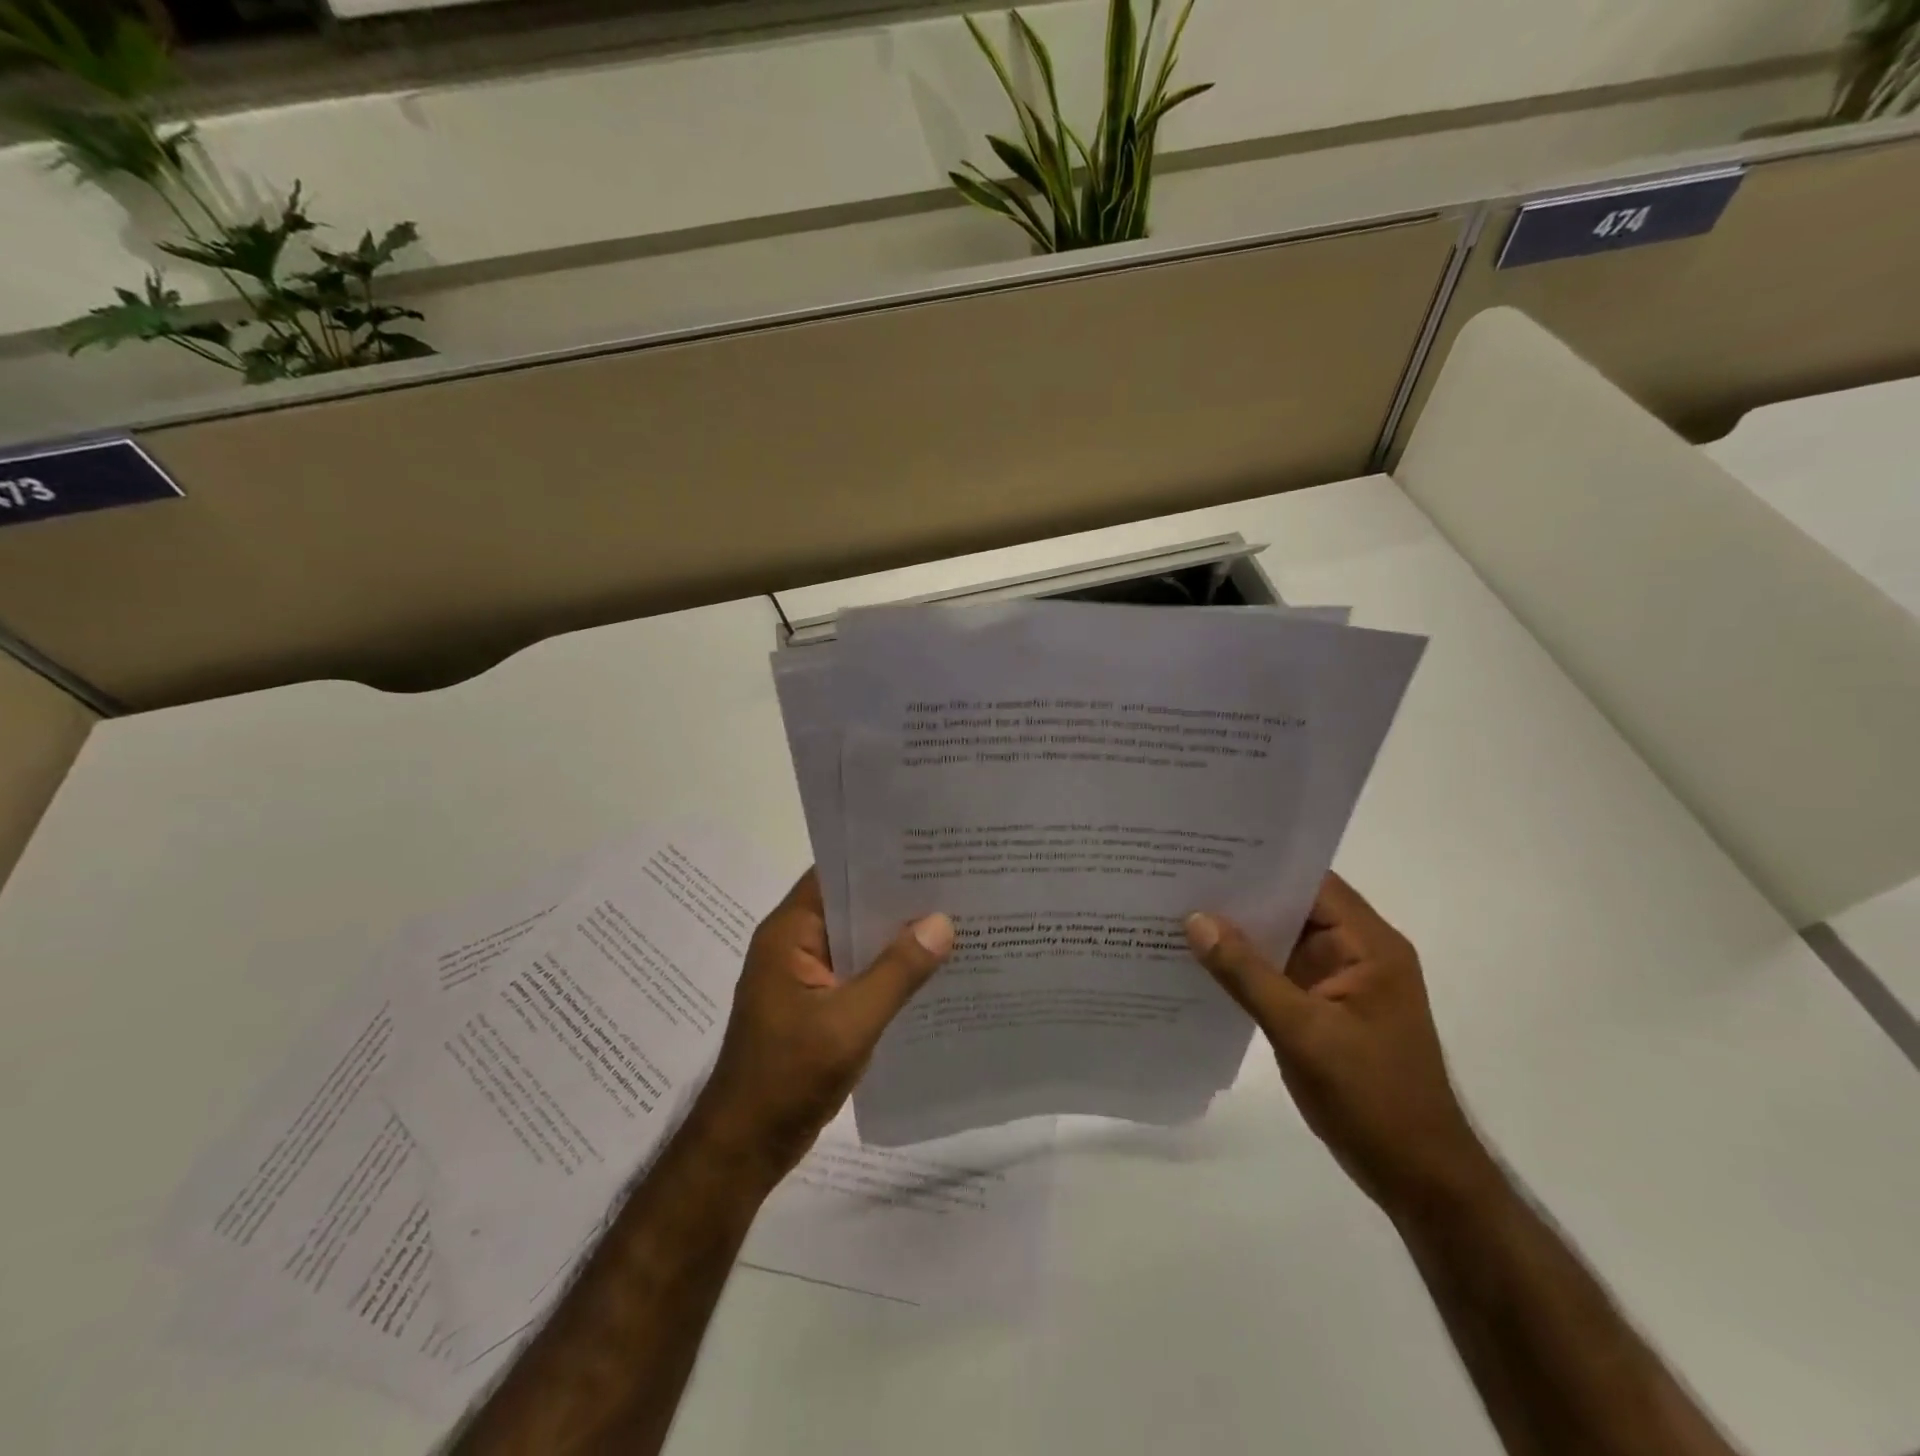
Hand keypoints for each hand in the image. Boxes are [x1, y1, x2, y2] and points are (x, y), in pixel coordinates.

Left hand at [691, 870, 953, 1183]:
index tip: (927, 851)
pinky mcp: (817, 1004)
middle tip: (955, 882)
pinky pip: (858, 972)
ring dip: (896, 935)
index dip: (878, 860)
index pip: (835, 875)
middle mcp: (794, 944)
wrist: (745, 1148)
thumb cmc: (788, 1077)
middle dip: (898, 898)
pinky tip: (931, 970)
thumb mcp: (849, 1022)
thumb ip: (897, 972)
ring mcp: (805, 976)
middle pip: (850, 906)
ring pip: (858, 941)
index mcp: (789, 933)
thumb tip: (942, 922)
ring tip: (954, 918)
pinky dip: (888, 969)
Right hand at [1186, 874, 1496, 1218]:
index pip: (1312, 883)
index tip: (1207, 850)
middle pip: (1293, 907)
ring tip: (1177, 906)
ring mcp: (1338, 982)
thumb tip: (1195, 919)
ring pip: (1282, 940)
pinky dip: (1245, 965)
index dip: (1263, 864)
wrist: (1417, 1177)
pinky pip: (1277, 972)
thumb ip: (1247, 974)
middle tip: (1178, 874)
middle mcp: (1356, 953)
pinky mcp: (1322, 1009)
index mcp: (1369, 946)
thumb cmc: (1373, 1098)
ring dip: (1239, 930)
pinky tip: (1201, 959)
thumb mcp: (1304, 1032)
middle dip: (1241, 894)